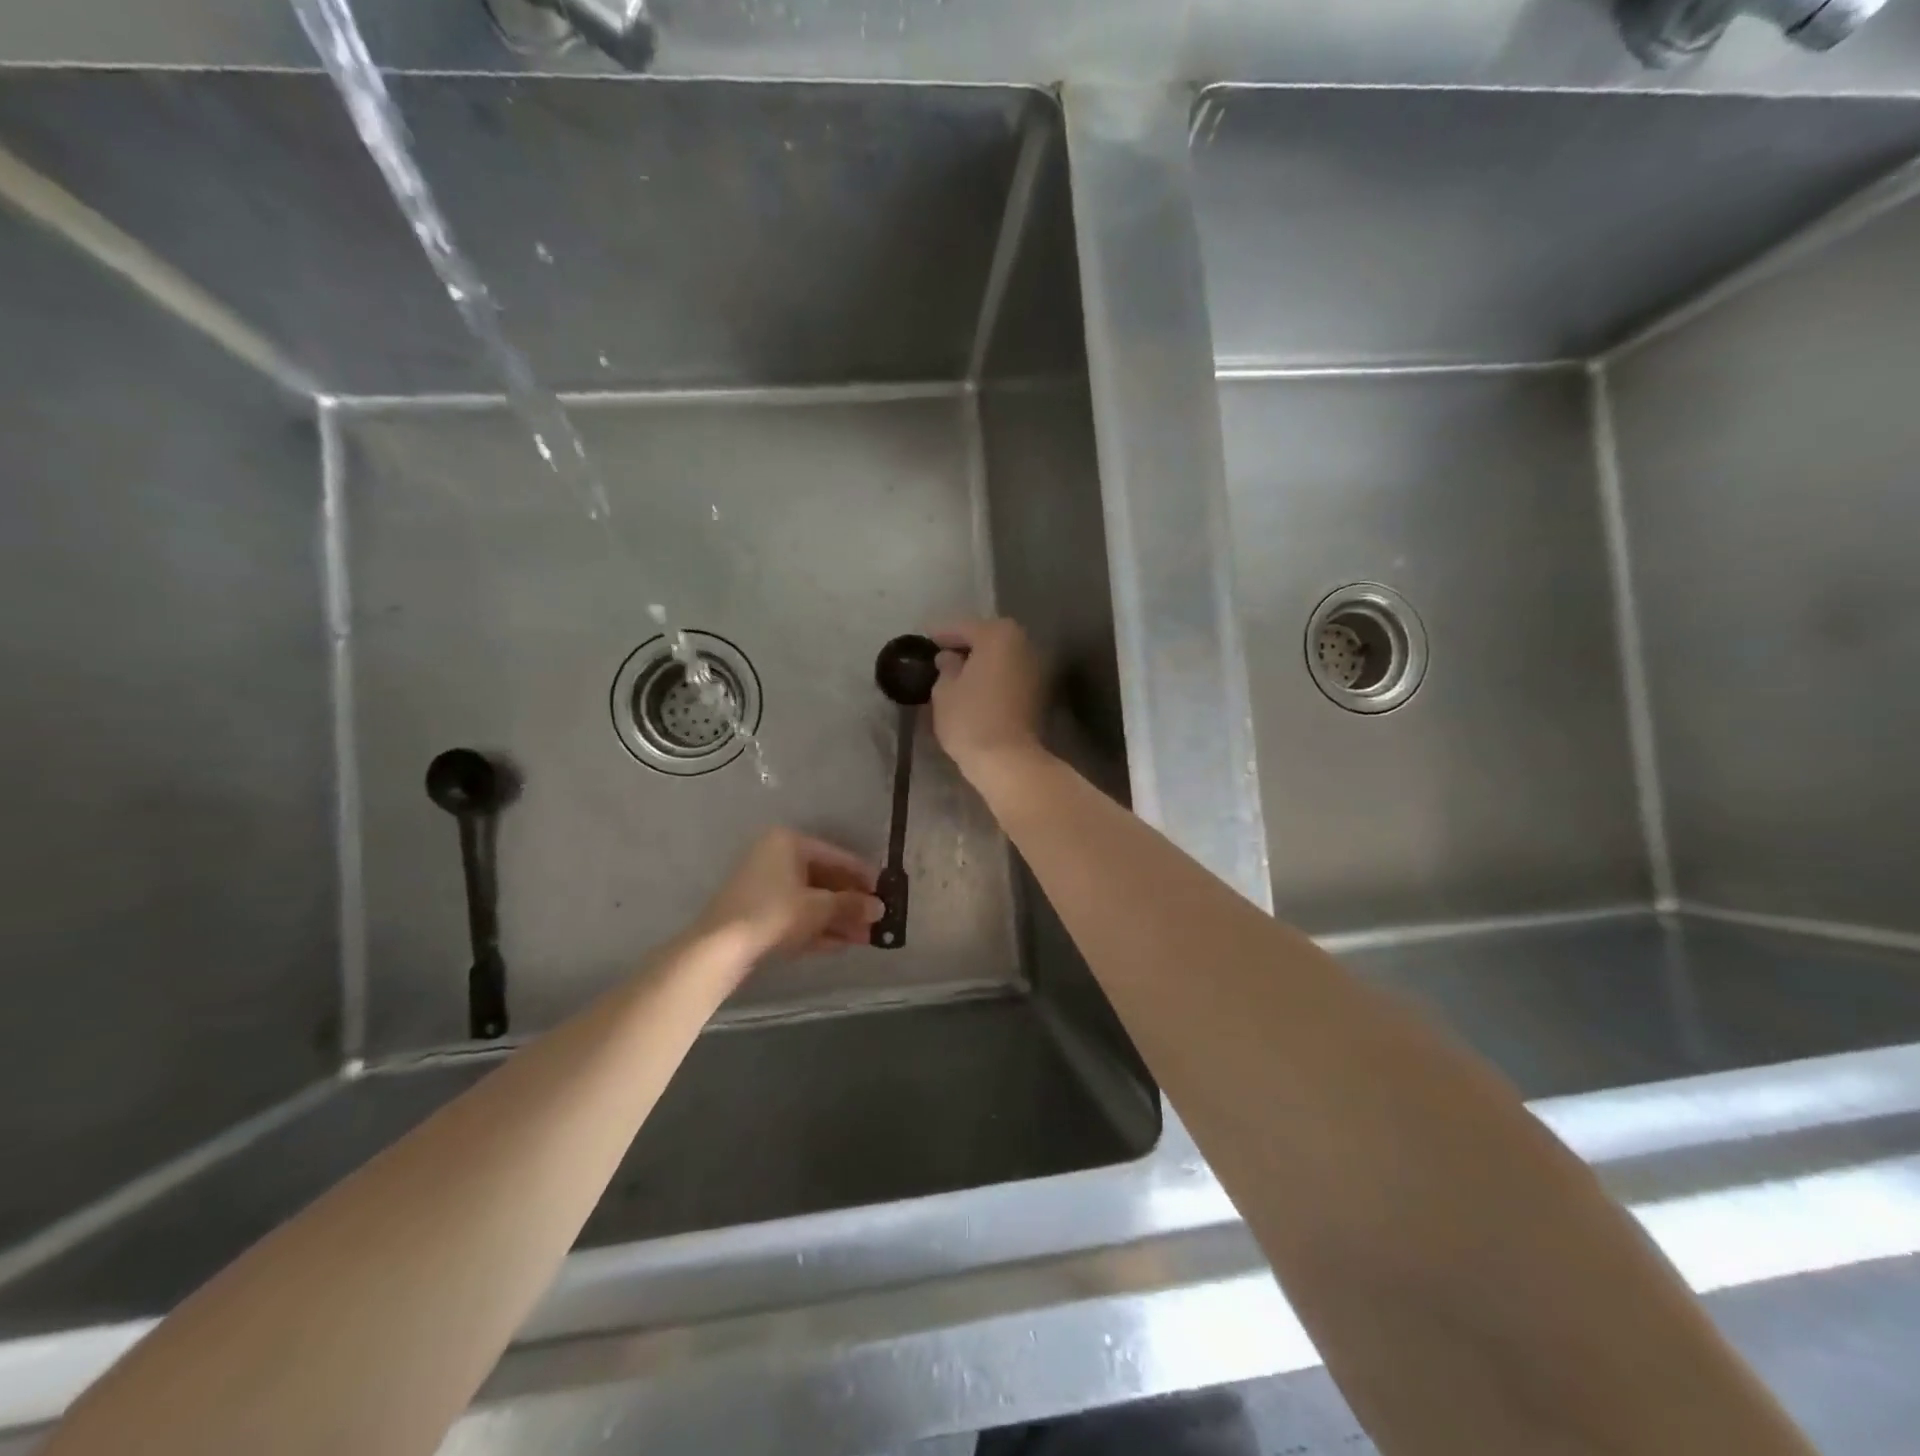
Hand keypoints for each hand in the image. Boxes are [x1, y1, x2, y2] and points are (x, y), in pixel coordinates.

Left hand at [697, 828, 882, 961]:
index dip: (863, 875)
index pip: (837, 856)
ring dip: (837, 918)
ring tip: (865, 937)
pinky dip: (817, 927)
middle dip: (850, 903)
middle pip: (823, 879)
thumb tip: (880, 908)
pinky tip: (841, 944)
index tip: (885, 892)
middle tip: (876, 920)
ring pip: (810, 900)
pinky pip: (795, 915)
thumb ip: (851, 905)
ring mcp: (764, 885)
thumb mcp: (819, 908)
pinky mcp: (757, 913)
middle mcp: (775, 857)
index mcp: (788, 842)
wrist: (720, 949)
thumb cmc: (774, 914)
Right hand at [929, 618, 1046, 777]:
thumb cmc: (970, 719)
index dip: (941, 634)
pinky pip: (1009, 673)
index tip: (924, 638)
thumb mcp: (944, 690)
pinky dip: (993, 675)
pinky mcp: (1038, 690)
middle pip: (987, 638)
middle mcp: (1022, 643)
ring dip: (980, 660)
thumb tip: (950, 658)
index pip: (963, 627)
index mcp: (998, 635)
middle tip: (940, 654)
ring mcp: (1035, 667)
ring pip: (1000, 656)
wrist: (1008, 759)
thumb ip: (946, 667)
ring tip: (955, 673)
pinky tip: (975, 687)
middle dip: (964, 644)